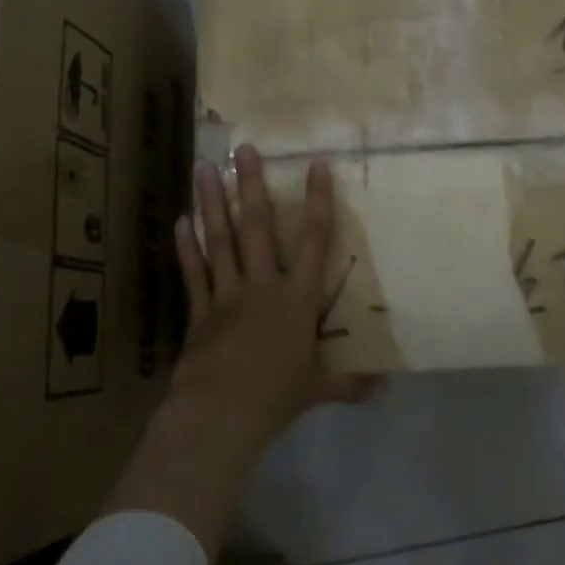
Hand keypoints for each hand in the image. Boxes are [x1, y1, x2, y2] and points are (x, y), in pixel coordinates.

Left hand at [169, 144, 376, 455]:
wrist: (221, 415)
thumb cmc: (276, 396)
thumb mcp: (319, 388)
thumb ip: (349, 382)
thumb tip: (384, 386)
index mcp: (297, 298)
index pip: (314, 240)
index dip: (317, 201)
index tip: (316, 164)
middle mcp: (262, 285)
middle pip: (258, 227)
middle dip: (252, 185)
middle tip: (243, 149)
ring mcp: (227, 294)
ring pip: (220, 240)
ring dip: (212, 203)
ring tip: (204, 168)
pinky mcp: (199, 310)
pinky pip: (193, 272)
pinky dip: (187, 247)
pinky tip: (180, 221)